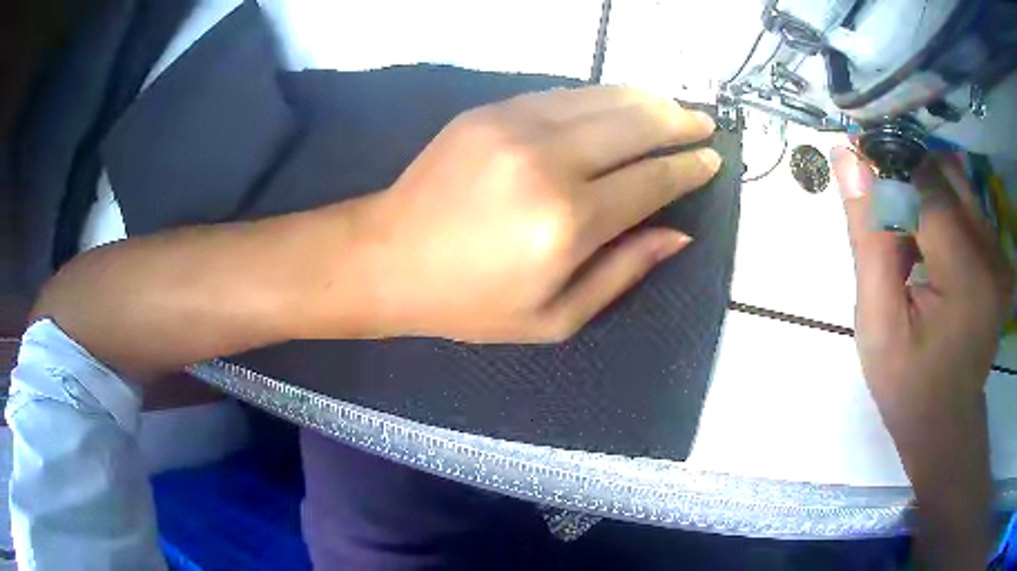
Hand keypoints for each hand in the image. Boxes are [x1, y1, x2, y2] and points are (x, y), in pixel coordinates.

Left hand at [354, 87, 721, 341]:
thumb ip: (623, 272)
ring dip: (646, 100)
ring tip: (673, 106)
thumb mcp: (554, 318)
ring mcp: (516, 125)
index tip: (712, 160)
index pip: (651, 181)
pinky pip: (563, 94)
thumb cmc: (470, 302)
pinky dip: (600, 96)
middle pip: (635, 125)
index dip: (688, 168)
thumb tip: (678, 233)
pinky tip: (619, 101)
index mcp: (569, 222)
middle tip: (704, 123)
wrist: (387, 258)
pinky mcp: (490, 111)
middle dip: (679, 122)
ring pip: (602, 99)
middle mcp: (549, 161)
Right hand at [833, 147, 1009, 421]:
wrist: (946, 424)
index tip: (861, 182)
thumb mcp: (877, 324)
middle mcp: (990, 252)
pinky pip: (966, 205)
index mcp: (966, 275)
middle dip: (907, 186)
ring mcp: (998, 253)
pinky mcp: (998, 256)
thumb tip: (848, 158)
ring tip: (910, 248)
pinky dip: (942, 213)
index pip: (924, 187)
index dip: (888, 175)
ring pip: (954, 184)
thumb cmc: (908, 385)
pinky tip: (931, 255)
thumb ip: (868, 239)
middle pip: (942, 175)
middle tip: (888, 233)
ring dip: (925, 200)